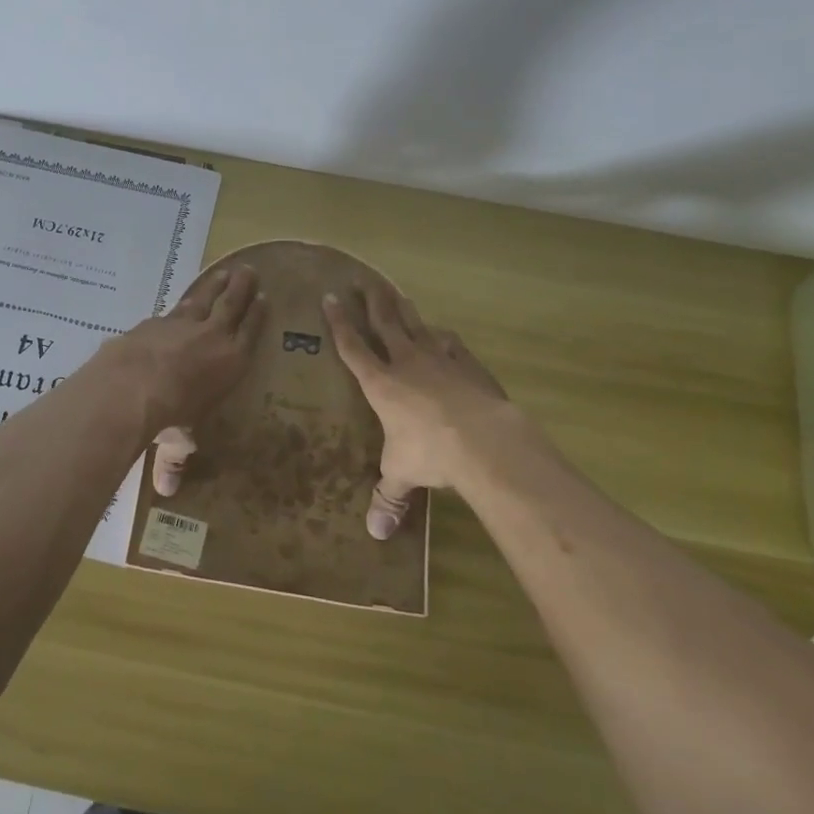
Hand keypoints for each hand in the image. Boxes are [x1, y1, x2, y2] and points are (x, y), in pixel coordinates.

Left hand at [96, 265, 264, 449]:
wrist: (133, 385)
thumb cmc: (170, 415)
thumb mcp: (178, 440)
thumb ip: (175, 459)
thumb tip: (167, 491)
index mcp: (231, 363)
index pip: (250, 334)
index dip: (257, 316)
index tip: (264, 298)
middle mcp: (212, 337)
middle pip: (232, 306)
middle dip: (242, 289)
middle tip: (250, 271)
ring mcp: (182, 324)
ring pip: (205, 298)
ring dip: (215, 285)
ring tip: (225, 271)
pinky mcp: (156, 320)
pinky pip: (176, 305)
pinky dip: (182, 300)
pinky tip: (181, 299)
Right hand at [322, 276, 514, 538]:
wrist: (484, 440)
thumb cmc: (430, 453)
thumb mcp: (402, 474)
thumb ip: (388, 497)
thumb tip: (375, 534)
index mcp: (380, 384)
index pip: (353, 348)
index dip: (339, 323)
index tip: (329, 298)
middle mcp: (406, 363)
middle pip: (385, 324)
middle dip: (371, 302)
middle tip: (362, 280)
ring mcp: (440, 360)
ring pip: (417, 326)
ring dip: (404, 310)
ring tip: (396, 294)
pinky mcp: (469, 366)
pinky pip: (451, 344)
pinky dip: (443, 337)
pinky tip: (443, 334)